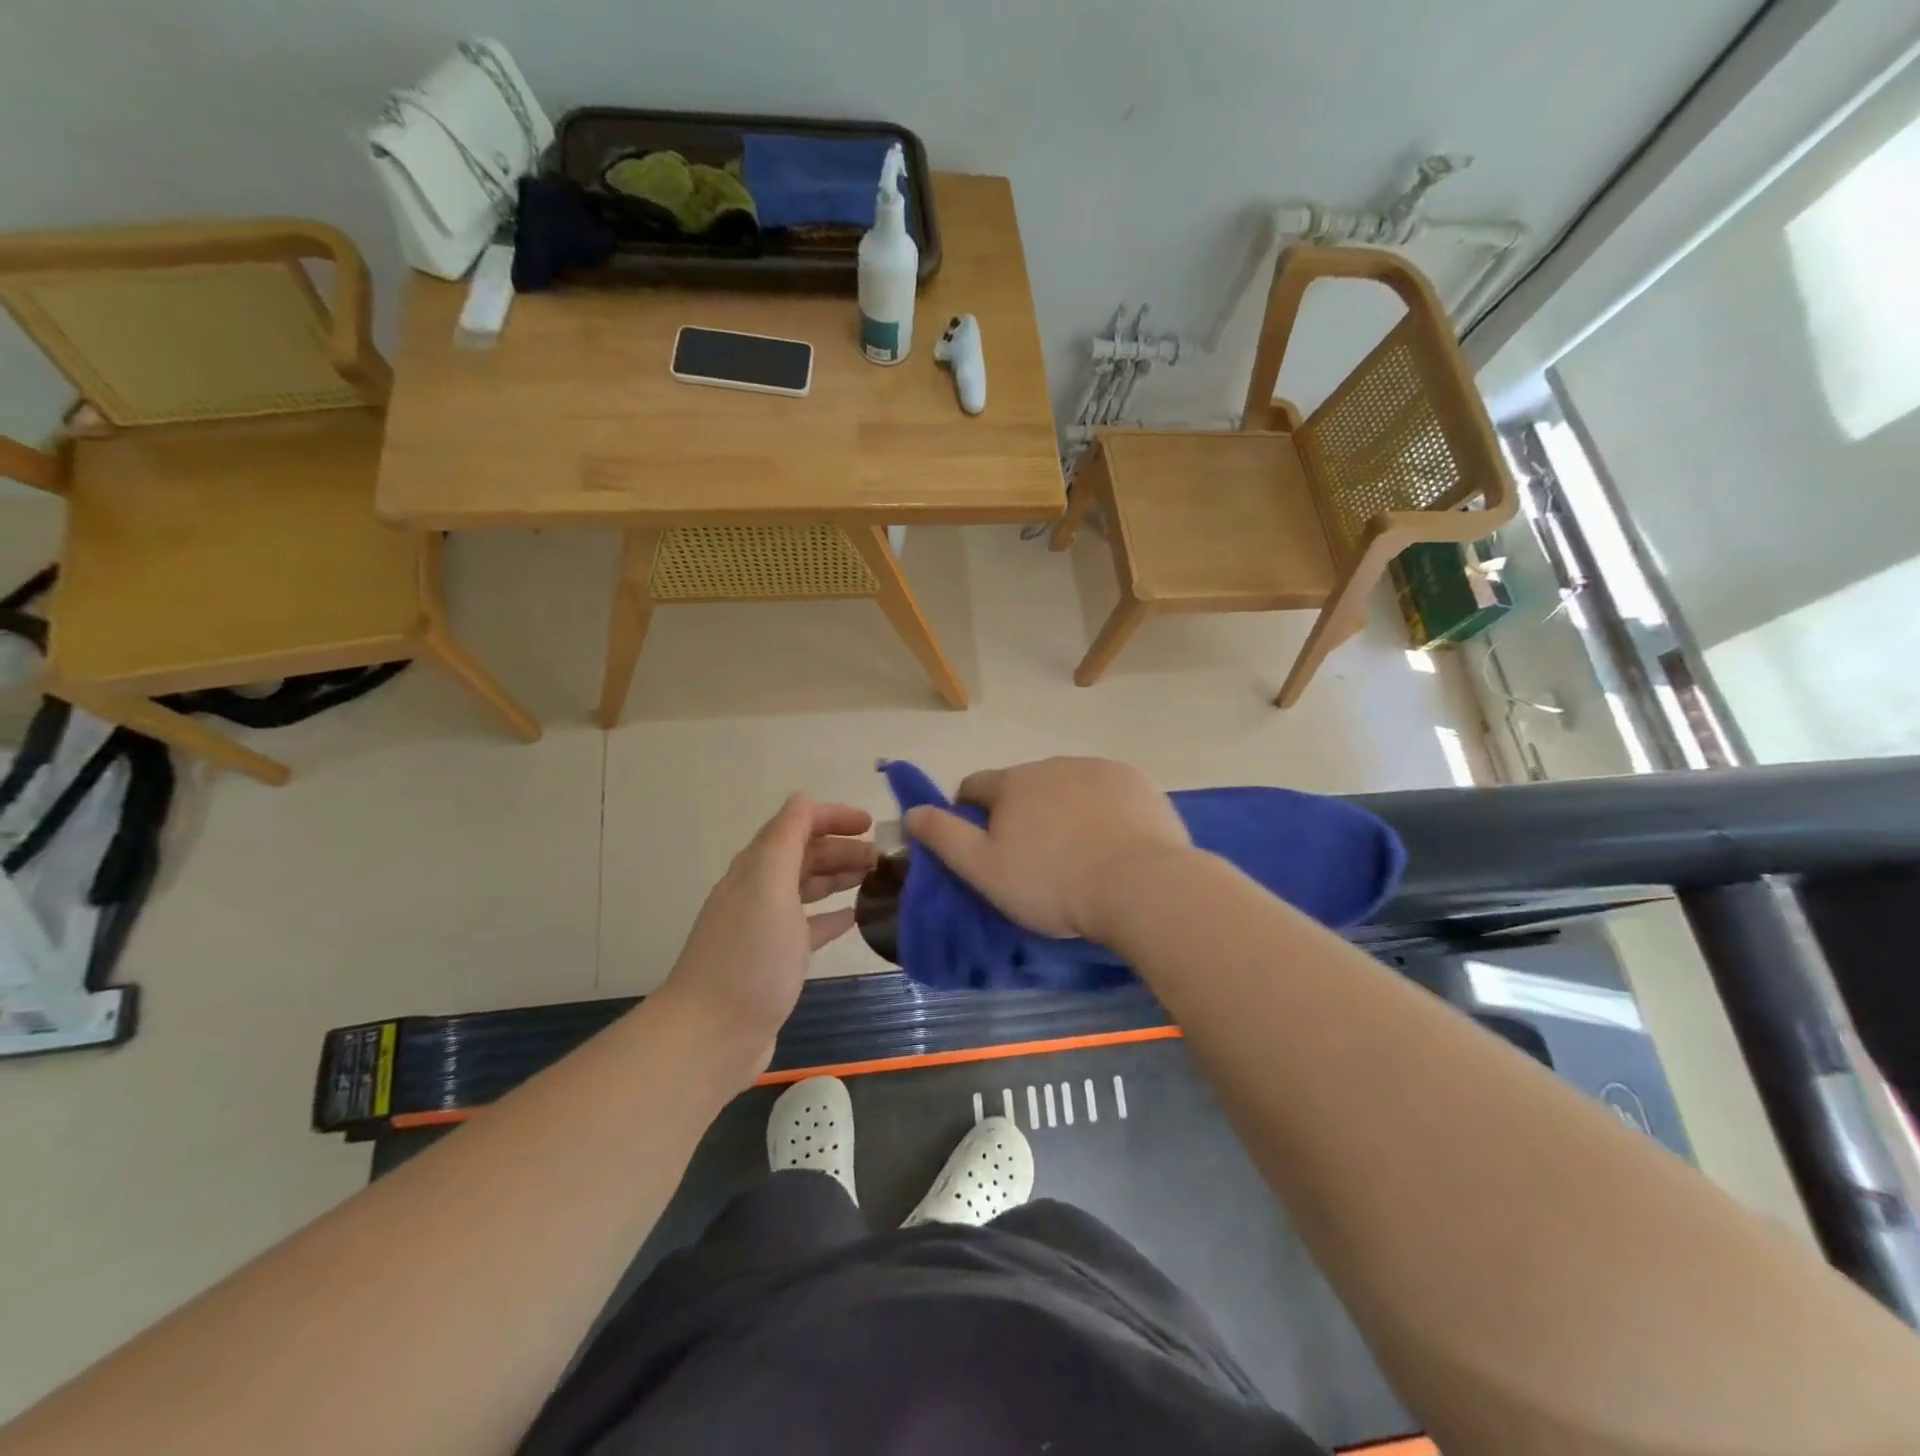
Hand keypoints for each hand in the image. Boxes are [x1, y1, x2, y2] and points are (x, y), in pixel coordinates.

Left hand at [659, 795, 874, 1084]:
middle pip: (804, 855)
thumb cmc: (750, 955)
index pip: (796, 824)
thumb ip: (787, 837)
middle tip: (884, 859)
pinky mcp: (776, 959)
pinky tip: (856, 918)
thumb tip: (803, 800)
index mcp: (756, 867)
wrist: (713, 1033)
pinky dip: (833, 915)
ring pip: (808, 888)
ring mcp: (766, 926)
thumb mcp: (769, 885)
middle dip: (842, 848)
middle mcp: (759, 890)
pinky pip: (810, 926)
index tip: (870, 825)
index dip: (832, 817)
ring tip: (877, 880)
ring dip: (840, 877)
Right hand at [902, 758, 1190, 940]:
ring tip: (1078, 854)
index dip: (970, 814)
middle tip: (1034, 859)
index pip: (974, 787)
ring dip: (1062, 809)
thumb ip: (944, 837)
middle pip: (1023, 786)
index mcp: (1012, 783)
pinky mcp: (1135, 782)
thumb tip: (912, 812)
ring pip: (1066, 786)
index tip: (984, 847)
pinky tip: (1113, 842)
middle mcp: (1052, 764)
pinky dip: (1102, 810)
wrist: (1140, 886)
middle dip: (1020, 813)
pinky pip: (1106, 792)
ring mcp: (1097, 769)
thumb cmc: (1053, 883)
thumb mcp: (985, 870)